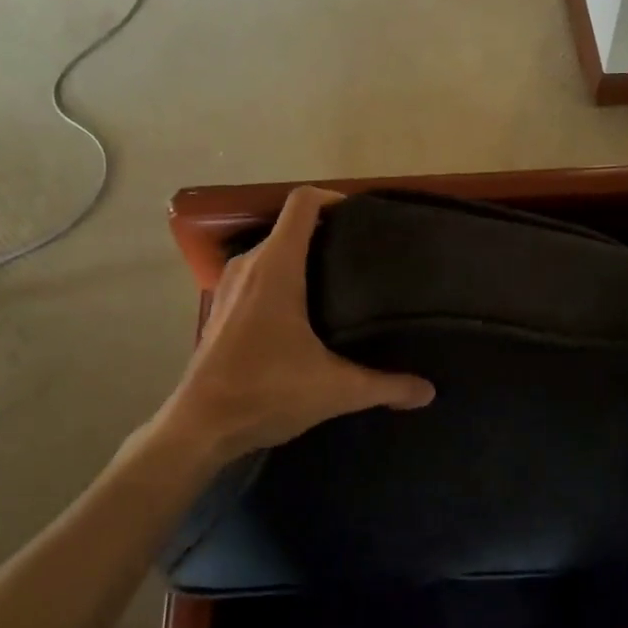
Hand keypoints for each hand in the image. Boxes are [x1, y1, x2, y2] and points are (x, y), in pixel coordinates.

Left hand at [152, 187, 434, 463]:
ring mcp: (231, 286)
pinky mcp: (223, 308)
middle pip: (291, 226)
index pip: (303, 203)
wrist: (199, 428)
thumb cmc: (265, 392)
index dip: (334, 199)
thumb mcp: (335, 390)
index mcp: (276, 267)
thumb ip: (385, 386)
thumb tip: (428, 391)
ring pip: (273, 251)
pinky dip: (284, 278)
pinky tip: (307, 311)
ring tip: (343, 280)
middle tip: (366, 254)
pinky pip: (259, 274)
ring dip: (305, 256)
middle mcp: (249, 265)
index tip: (364, 218)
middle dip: (328, 232)